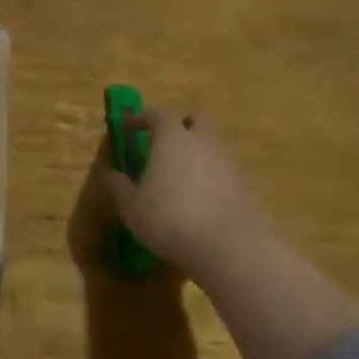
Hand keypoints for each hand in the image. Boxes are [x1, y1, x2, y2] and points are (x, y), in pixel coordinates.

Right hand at [106, 107, 274, 280]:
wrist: (229, 246)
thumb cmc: (170, 218)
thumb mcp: (132, 206)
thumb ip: (120, 186)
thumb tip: (112, 174)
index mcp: (173, 137)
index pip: (158, 113)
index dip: (142, 117)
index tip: (129, 127)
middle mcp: (203, 140)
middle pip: (194, 118)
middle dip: (178, 123)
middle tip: (161, 140)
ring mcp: (229, 160)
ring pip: (211, 142)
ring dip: (196, 150)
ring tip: (179, 174)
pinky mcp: (245, 183)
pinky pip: (223, 168)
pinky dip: (210, 174)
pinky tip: (200, 197)